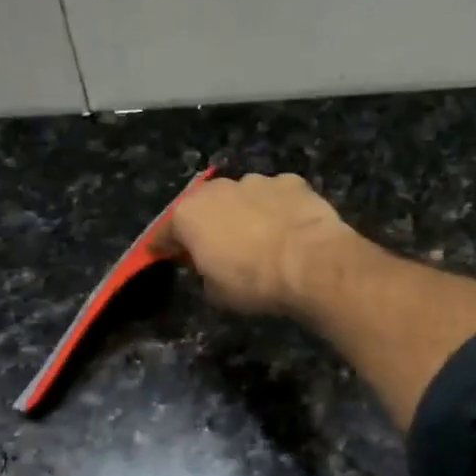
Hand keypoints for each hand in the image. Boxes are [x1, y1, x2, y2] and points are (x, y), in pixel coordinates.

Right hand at [158, 173, 352, 317]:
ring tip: (260, 238)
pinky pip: (277, 197)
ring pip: (242, 197)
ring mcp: (256, 181)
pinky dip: (278, 209)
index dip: (164, 247)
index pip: (165, 233)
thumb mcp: (216, 293)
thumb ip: (205, 275)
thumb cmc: (254, 282)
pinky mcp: (292, 182)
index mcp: (189, 215)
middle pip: (205, 207)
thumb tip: (212, 269)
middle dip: (208, 225)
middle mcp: (218, 189)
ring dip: (245, 213)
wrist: (311, 262)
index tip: (164, 256)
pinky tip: (289, 229)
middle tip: (218, 247)